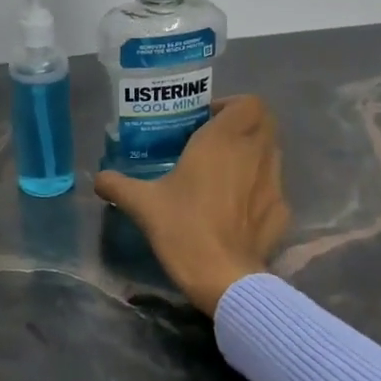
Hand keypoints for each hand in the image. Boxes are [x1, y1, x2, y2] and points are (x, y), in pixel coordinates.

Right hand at [94, 96, 289, 316]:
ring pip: (272, 152)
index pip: (248, 103)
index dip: (230, 106)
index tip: (205, 121)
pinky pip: (273, 186)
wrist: (223, 277)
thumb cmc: (183, 229)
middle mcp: (255, 153)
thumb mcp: (141, 204)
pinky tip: (237, 206)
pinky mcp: (281, 211)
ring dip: (252, 153)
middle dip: (243, 125)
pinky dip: (258, 187)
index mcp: (223, 141)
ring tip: (224, 172)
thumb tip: (98, 178)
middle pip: (265, 122)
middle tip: (214, 141)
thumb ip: (117, 185)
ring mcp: (274, 182)